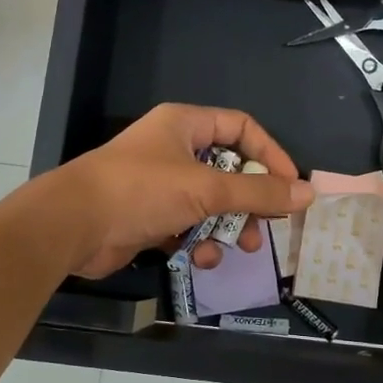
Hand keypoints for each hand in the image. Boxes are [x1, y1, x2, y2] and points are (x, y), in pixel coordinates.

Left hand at [55, 104, 312, 279]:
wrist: (73, 226)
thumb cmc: (141, 190)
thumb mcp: (206, 189)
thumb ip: (258, 193)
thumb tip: (308, 193)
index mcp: (186, 125)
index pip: (242, 128)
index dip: (271, 154)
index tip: (290, 186)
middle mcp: (175, 149)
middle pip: (230, 171)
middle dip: (249, 203)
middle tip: (266, 227)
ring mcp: (161, 184)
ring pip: (211, 204)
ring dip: (226, 228)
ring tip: (234, 249)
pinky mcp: (151, 216)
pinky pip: (189, 225)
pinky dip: (199, 240)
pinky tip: (200, 257)